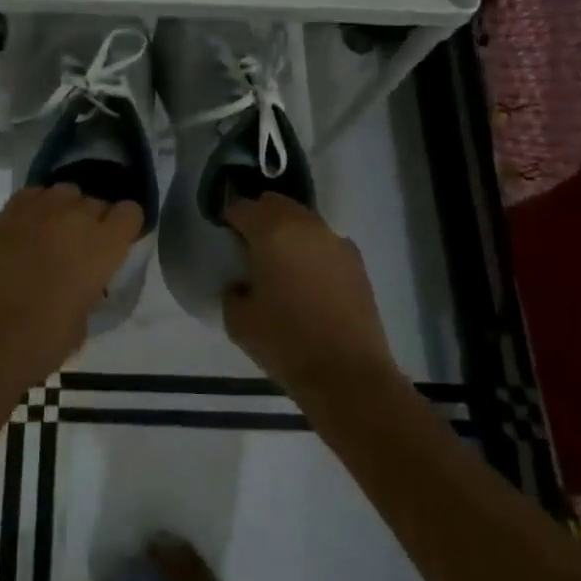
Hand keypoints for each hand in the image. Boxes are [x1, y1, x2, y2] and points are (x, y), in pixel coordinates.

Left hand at [0, 184, 143, 387]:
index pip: (130, 212)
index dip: (125, 227)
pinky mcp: (8, 211)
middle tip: (81, 248)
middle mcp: (76, 217)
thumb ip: (90, 289)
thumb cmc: (40, 341)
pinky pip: (33, 195)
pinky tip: (28, 230)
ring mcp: (40, 209)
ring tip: (53, 235)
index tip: (118, 243)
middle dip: (94, 221)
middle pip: (96, 201)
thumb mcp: (83, 321)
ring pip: (65, 192)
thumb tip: (82, 283)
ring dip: (66, 210)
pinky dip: (36, 208)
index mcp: (104, 246)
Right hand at [222, 193, 395, 397]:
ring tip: (280, 262)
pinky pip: (325, 242)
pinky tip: (308, 279)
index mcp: (272, 232)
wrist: (349, 376)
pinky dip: (312, 250)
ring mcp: (335, 241)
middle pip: (275, 204)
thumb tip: (241, 284)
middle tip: (249, 245)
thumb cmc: (286, 343)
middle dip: (259, 217)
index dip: (229, 219)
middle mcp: (305, 225)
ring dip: (287, 231)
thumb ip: (233, 291)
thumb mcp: (239, 321)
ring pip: (303, 220)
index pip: (242, 208)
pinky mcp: (356, 262)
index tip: (224, 237)